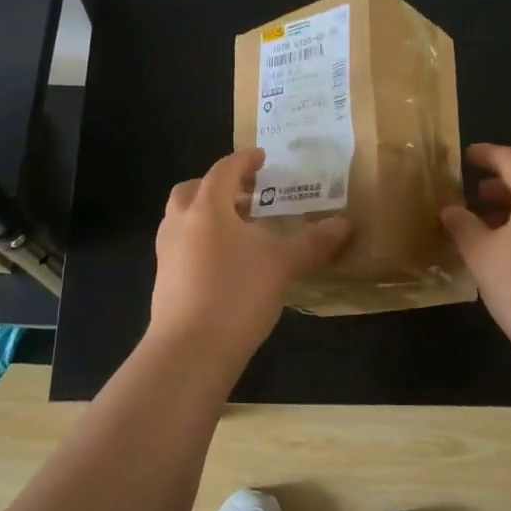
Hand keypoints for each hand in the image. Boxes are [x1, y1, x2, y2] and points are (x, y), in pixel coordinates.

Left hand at [149, 149, 351, 376]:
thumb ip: (314, 242)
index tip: (262, 159)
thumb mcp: (282, 264)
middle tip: (247, 195)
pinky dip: (201, 239)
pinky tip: (227, 262)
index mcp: (207, 206)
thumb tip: (346, 224)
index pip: (224, 169)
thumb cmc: (237, 294)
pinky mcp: (164, 279)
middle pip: (194, 189)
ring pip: (184, 217)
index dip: (245, 160)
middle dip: (219, 186)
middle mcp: (180, 221)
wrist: (189, 351)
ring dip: (208, 213)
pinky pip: (182, 244)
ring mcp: (167, 251)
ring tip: (240, 229)